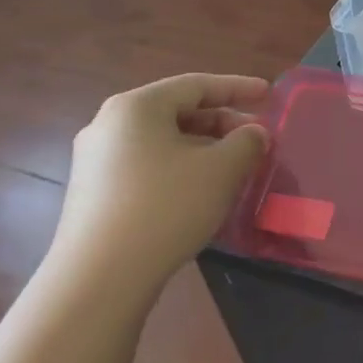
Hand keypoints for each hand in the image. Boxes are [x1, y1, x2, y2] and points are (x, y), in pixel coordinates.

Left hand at [49, 74, 270, 297]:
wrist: (100, 277)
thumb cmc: (167, 207)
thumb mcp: (221, 170)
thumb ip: (246, 142)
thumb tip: (254, 133)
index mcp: (136, 106)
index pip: (196, 85)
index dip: (238, 87)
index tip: (269, 94)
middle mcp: (108, 125)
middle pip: (176, 112)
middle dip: (222, 122)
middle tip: (256, 138)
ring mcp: (95, 161)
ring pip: (162, 141)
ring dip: (203, 148)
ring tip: (234, 167)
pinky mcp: (94, 194)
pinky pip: (146, 166)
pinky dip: (180, 168)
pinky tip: (200, 192)